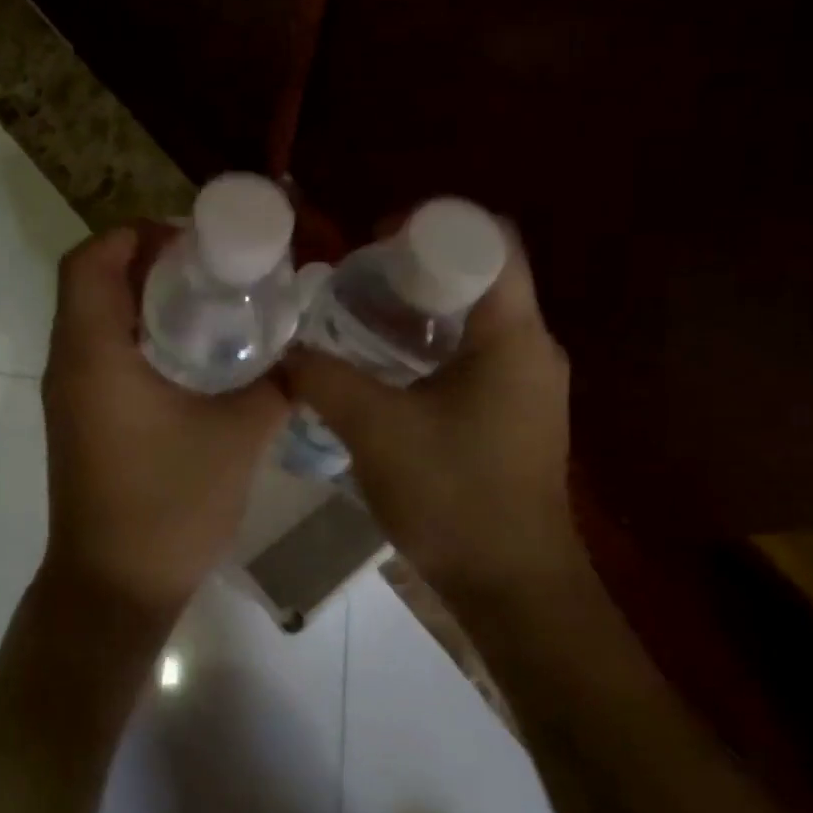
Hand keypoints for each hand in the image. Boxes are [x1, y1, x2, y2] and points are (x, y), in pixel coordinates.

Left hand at [40, 226, 288, 618]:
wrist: (116, 588)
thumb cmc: (169, 506)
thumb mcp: (237, 436)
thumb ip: (275, 384)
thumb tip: (305, 355)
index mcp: (94, 353)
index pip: (90, 261)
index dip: (134, 234)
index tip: (191, 240)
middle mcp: (69, 364)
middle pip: (92, 283)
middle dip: (146, 262)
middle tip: (211, 266)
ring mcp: (69, 395)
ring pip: (96, 318)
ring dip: (143, 299)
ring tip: (209, 302)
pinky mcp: (80, 419)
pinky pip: (102, 353)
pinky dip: (139, 335)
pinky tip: (192, 356)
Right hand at [283, 226, 577, 603]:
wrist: (513, 587)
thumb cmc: (454, 496)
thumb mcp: (376, 430)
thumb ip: (324, 379)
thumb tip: (282, 350)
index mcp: (514, 336)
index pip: (490, 242)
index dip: (433, 225)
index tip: (376, 238)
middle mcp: (531, 348)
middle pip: (479, 276)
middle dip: (416, 267)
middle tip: (355, 277)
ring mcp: (527, 384)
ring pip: (473, 319)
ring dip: (420, 309)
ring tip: (359, 316)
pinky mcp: (514, 414)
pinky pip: (473, 355)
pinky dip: (429, 346)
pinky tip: (383, 368)